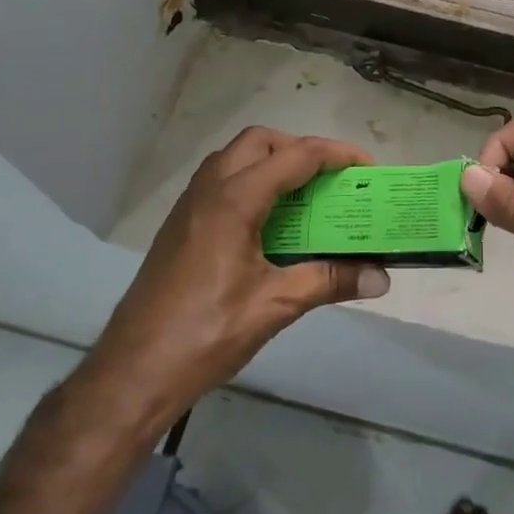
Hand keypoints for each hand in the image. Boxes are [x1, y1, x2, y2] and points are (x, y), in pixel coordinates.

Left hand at [91, 127, 389, 423]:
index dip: (336, 154)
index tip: (367, 168)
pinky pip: (221, 180)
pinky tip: (268, 223)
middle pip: (261, 141)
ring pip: (236, 158)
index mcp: (235, 198)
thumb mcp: (275, 306)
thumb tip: (381, 278)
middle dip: (301, 149)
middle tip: (330, 179)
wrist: (132, 371)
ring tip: (304, 196)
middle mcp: (210, 188)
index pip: (296, 156)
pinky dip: (252, 182)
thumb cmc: (206, 333)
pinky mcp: (180, 224)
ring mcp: (189, 204)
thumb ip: (329, 281)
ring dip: (273, 163)